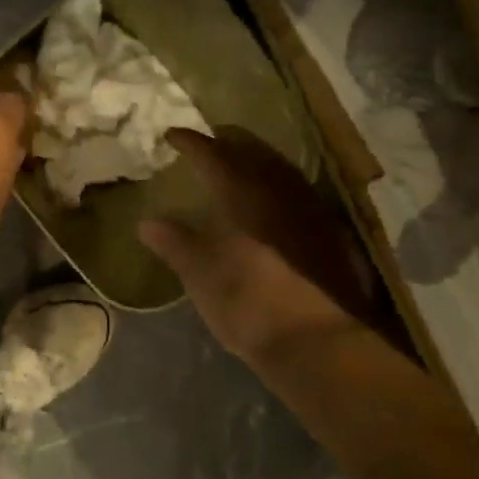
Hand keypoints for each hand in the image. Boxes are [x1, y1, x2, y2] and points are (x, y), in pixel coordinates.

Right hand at [139, 128, 376, 364]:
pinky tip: (273, 206)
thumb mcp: (199, 274)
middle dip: (228, 144)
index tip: (173, 134)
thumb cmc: (247, 302)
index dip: (191, 142)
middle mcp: (278, 192)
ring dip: (257, 163)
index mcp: (242, 193)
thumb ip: (174, 243)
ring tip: (241, 167)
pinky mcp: (331, 236)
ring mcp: (310, 211)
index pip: (212, 154)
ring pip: (280, 171)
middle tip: (210, 143)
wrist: (318, 343)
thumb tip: (147, 223)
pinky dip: (278, 189)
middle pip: (252, 153)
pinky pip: (299, 195)